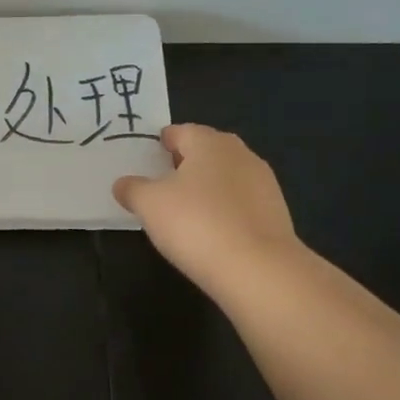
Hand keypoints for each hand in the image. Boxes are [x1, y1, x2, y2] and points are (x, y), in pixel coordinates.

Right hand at [113, 124, 299, 300]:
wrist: (257, 269)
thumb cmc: (196, 223)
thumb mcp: (149, 205)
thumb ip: (132, 189)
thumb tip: (123, 184)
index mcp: (210, 143)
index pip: (182, 131)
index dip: (163, 141)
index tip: (150, 155)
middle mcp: (241, 155)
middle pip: (207, 151)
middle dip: (187, 162)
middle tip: (164, 181)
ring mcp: (264, 184)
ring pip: (227, 177)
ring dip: (208, 186)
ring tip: (186, 209)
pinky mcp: (276, 213)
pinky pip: (241, 202)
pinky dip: (225, 209)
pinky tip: (213, 230)